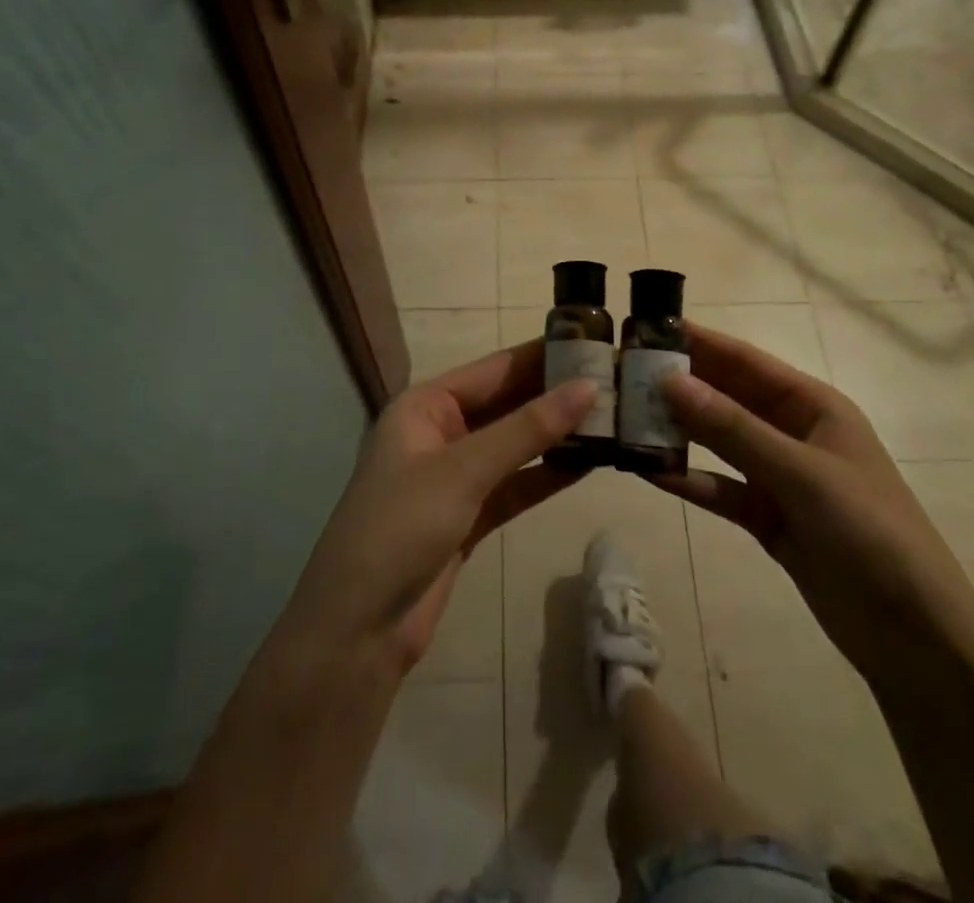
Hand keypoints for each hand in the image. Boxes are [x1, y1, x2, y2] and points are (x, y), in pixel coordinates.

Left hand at [283, 341, 594, 678]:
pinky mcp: (468, 516)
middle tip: (615, 381)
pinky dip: (546, 476)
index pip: (494, 369)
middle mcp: (440, 432)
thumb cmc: (401, 528)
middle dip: (555, 396)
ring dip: (556, 436)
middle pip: (506, 404)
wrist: (358, 630)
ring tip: (612, 419)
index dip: (543, 356)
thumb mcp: (464, 470)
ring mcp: (454, 476)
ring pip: (514, 446)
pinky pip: (515, 485)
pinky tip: (588, 464)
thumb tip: (588, 387)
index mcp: (425, 406)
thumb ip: (527, 429)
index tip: (593, 342)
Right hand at [657, 324, 973, 685]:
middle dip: (679, 385)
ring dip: (678, 432)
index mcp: (813, 406)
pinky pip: (720, 488)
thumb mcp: (801, 473)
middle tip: (621, 374)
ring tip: (624, 419)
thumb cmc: (869, 533)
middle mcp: (792, 432)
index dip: (698, 342)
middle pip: (726, 398)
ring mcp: (779, 477)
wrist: (916, 638)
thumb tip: (669, 380)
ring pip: (718, 443)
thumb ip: (732, 428)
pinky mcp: (768, 517)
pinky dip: (689, 479)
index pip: (745, 361)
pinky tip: (649, 472)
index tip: (646, 328)